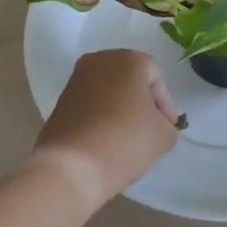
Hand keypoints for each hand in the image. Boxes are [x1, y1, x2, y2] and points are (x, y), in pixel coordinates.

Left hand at [29, 49, 182, 209]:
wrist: (70, 167)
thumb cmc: (124, 141)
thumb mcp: (163, 135)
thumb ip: (167, 124)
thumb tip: (157, 124)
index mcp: (127, 59)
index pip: (155, 77)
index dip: (165, 103)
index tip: (168, 127)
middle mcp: (99, 61)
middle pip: (130, 80)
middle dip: (142, 102)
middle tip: (151, 129)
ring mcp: (75, 80)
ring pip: (108, 92)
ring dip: (120, 109)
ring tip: (129, 138)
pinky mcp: (59, 102)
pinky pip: (90, 105)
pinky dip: (101, 118)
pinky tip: (107, 141)